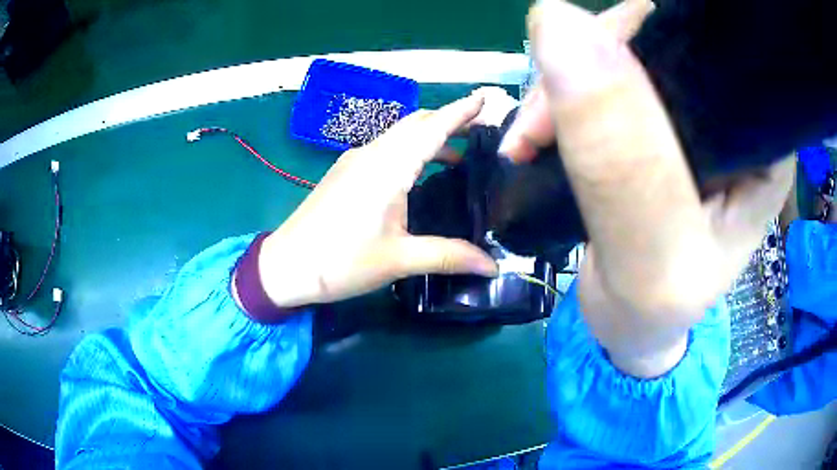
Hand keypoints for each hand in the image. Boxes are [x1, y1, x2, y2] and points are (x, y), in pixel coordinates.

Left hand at [257, 95, 498, 307]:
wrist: (285, 266)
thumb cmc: (340, 262)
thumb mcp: (399, 260)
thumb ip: (449, 257)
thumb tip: (493, 267)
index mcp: (388, 168)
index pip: (432, 127)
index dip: (461, 111)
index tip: (486, 99)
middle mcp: (371, 154)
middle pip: (416, 123)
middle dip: (449, 120)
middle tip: (482, 132)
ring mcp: (354, 161)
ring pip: (399, 135)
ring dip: (429, 136)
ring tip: (460, 155)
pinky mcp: (345, 173)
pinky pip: (385, 149)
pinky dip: (410, 150)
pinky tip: (420, 173)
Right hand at [504, 0, 793, 376]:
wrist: (631, 326)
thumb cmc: (656, 312)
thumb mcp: (652, 261)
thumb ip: (624, 162)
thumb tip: (557, 24)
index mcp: (760, 142)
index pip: (712, 43)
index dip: (646, 34)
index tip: (585, 68)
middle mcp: (729, 115)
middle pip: (656, 36)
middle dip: (588, 60)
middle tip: (541, 123)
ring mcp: (687, 113)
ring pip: (617, 50)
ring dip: (562, 83)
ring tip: (531, 140)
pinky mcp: (649, 120)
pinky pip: (595, 75)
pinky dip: (557, 96)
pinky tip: (537, 133)